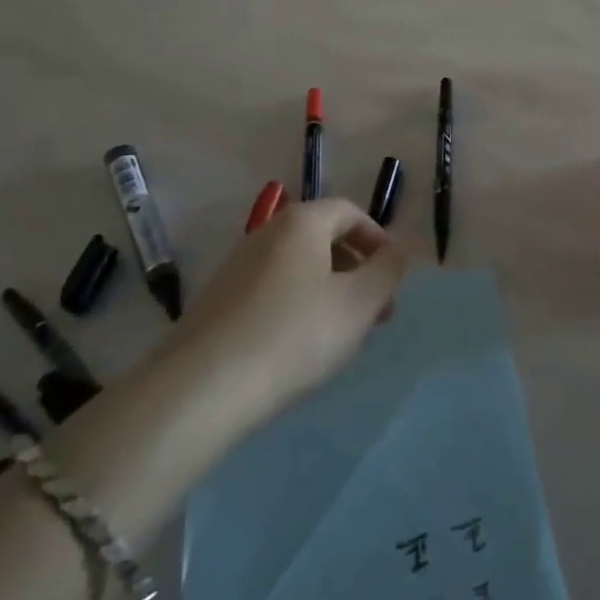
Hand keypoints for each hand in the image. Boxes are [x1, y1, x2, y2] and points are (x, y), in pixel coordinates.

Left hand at [179, 198, 407, 418]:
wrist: (202, 388)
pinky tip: (300, 346)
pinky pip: (273, 289)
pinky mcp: (218, 300)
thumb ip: (387, 270)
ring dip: (330, 290)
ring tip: (343, 334)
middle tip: (377, 312)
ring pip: (299, 267)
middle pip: (323, 238)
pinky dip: (298, 305)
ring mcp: (237, 265)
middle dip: (357, 269)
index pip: (350, 212)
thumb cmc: (294, 335)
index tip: (393, 276)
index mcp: (302, 221)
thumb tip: (397, 250)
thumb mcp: (359, 303)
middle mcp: (267, 232)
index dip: (378, 239)